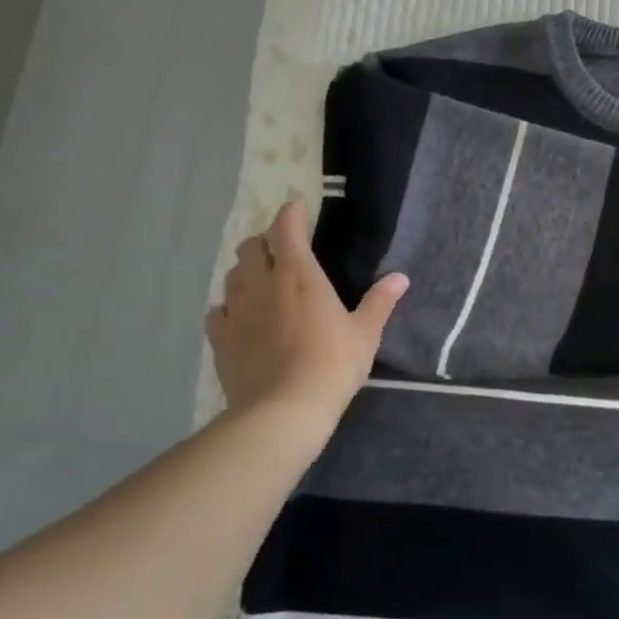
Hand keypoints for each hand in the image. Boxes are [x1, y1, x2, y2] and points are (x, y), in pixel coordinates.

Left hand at [205, 196, 407, 428]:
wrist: (283, 412)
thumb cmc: (331, 365)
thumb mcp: (365, 334)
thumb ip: (380, 302)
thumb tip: (401, 277)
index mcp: (299, 274)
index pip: (286, 228)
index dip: (290, 212)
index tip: (297, 206)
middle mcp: (262, 283)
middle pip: (251, 246)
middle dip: (265, 241)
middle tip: (282, 249)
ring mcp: (236, 310)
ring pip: (233, 274)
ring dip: (246, 270)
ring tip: (262, 280)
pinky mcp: (219, 338)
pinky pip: (218, 310)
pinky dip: (229, 306)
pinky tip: (240, 317)